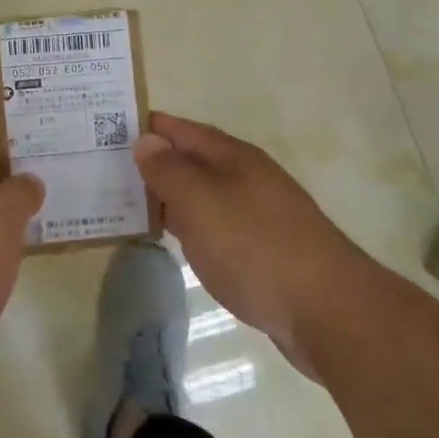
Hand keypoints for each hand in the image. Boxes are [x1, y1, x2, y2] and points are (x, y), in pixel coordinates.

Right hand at [134, 112, 359, 371]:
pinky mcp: (265, 253)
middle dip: (156, 162)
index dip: (151, 127)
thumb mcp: (200, 202)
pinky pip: (216, 227)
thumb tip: (147, 140)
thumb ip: (169, 171)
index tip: (111, 125)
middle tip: (110, 167)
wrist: (328, 312)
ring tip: (131, 203)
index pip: (183, 130)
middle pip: (194, 161)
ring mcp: (259, 216)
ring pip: (204, 196)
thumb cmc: (255, 247)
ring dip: (171, 197)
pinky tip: (177, 242)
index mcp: (234, 158)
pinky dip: (191, 227)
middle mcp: (248, 179)